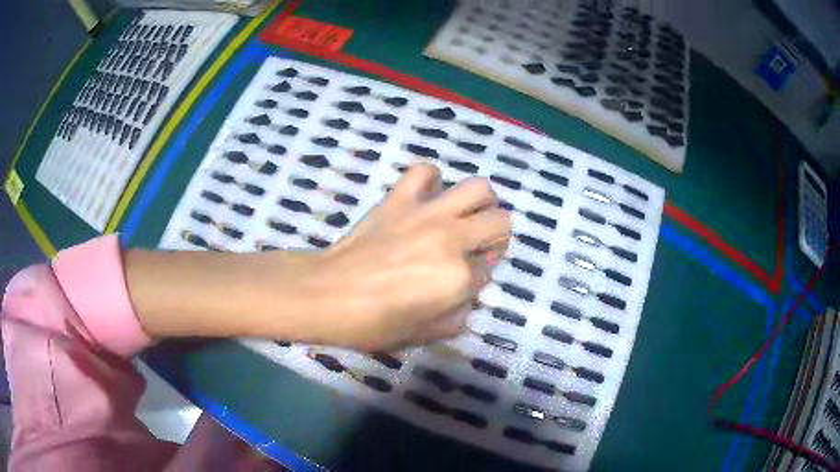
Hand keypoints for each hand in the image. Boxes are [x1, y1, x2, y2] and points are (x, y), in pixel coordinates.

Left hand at [306, 164, 511, 349]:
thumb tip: (464, 297)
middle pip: (500, 222)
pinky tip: (426, 198)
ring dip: (480, 203)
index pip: (488, 271)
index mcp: (459, 278)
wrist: (326, 295)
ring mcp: (426, 214)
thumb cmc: (373, 323)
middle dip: (496, 237)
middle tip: (475, 248)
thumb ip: (456, 317)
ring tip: (465, 216)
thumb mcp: (424, 335)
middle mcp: (452, 239)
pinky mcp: (399, 199)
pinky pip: (424, 171)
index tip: (461, 284)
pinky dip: (431, 181)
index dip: (478, 279)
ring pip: (477, 188)